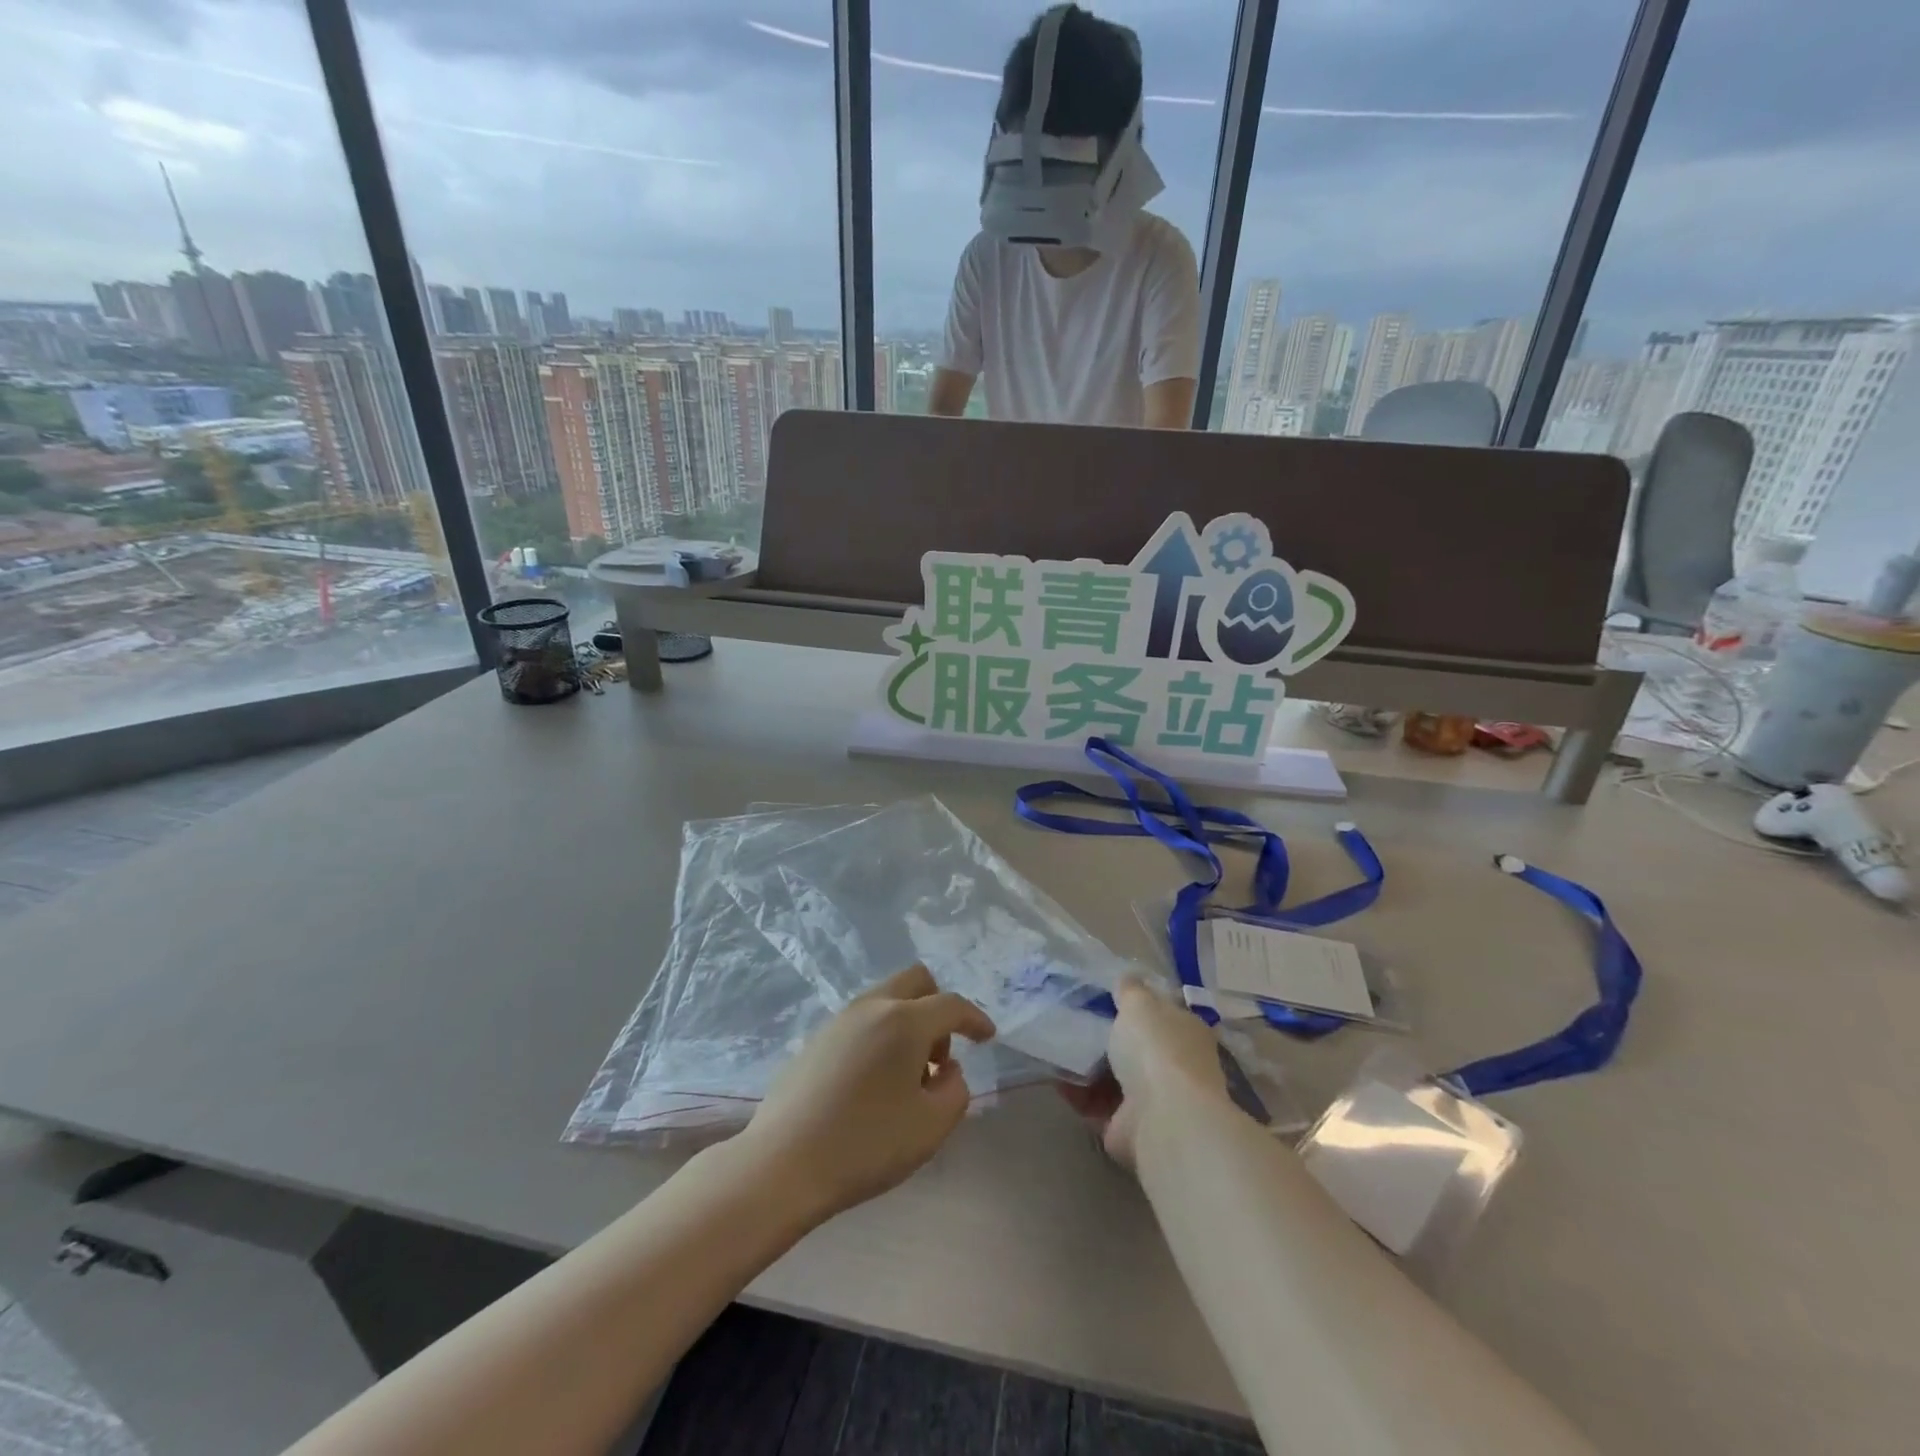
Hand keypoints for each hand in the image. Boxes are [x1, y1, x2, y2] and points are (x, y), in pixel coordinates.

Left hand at [740, 965, 994, 1220]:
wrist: (783, 1163)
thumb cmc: (866, 1144)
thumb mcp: (931, 1127)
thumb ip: (955, 1091)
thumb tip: (947, 1070)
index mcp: (904, 1021)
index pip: (952, 1005)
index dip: (975, 1019)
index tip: (988, 1036)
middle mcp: (872, 1007)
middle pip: (916, 981)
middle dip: (938, 1008)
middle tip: (940, 1056)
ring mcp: (839, 1020)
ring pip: (886, 999)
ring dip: (908, 1023)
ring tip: (907, 1078)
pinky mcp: (816, 1039)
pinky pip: (862, 1021)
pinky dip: (881, 1036)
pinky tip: (873, 1083)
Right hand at [1058, 976, 1229, 1169]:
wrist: (1163, 1120)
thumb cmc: (1156, 1049)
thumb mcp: (1140, 1003)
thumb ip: (1130, 989)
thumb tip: (1127, 978)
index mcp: (1185, 1031)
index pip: (1160, 1013)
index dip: (1133, 1004)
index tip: (1100, 995)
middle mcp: (1174, 1065)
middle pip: (1133, 1046)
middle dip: (1105, 1036)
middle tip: (1071, 1018)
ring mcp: (1153, 1100)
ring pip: (1112, 1076)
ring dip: (1086, 1065)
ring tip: (1055, 1044)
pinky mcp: (1128, 1127)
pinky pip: (1096, 1103)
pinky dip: (1077, 1092)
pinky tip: (1055, 1075)